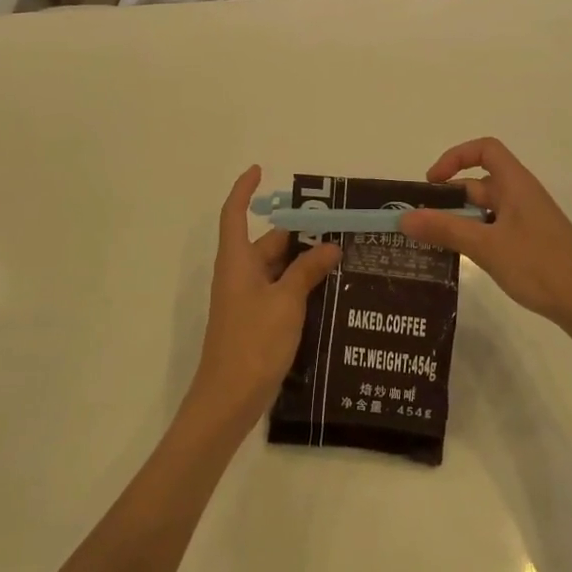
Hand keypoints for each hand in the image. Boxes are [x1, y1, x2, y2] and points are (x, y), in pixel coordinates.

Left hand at [189, 166, 340, 425]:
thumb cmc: (253, 342)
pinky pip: (279, 290)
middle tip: (337, 225)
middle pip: (267, 241)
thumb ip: (307, 271)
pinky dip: (300, 284)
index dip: (244, 189)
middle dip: (298, 232)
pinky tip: (329, 290)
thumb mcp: (286, 302)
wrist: (228, 400)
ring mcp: (246, 299)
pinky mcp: (255, 320)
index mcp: (237, 261)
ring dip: (304, 261)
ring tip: (343, 254)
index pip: (235, 213)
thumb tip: (329, 246)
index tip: (260, 170)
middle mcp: (238, 274)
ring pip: (277, 267)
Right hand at [399, 138, 571, 340]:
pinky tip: (462, 260)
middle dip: (449, 200)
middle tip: (420, 224)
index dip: (456, 157)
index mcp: (516, 184)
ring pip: (485, 210)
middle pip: (479, 183)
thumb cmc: (539, 265)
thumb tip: (403, 218)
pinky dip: (475, 237)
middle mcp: (522, 196)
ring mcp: (528, 221)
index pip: (485, 150)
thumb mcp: (486, 247)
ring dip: (459, 221)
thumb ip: (444, 229)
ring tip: (433, 244)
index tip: (432, 183)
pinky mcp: (531, 243)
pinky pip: (495, 229)